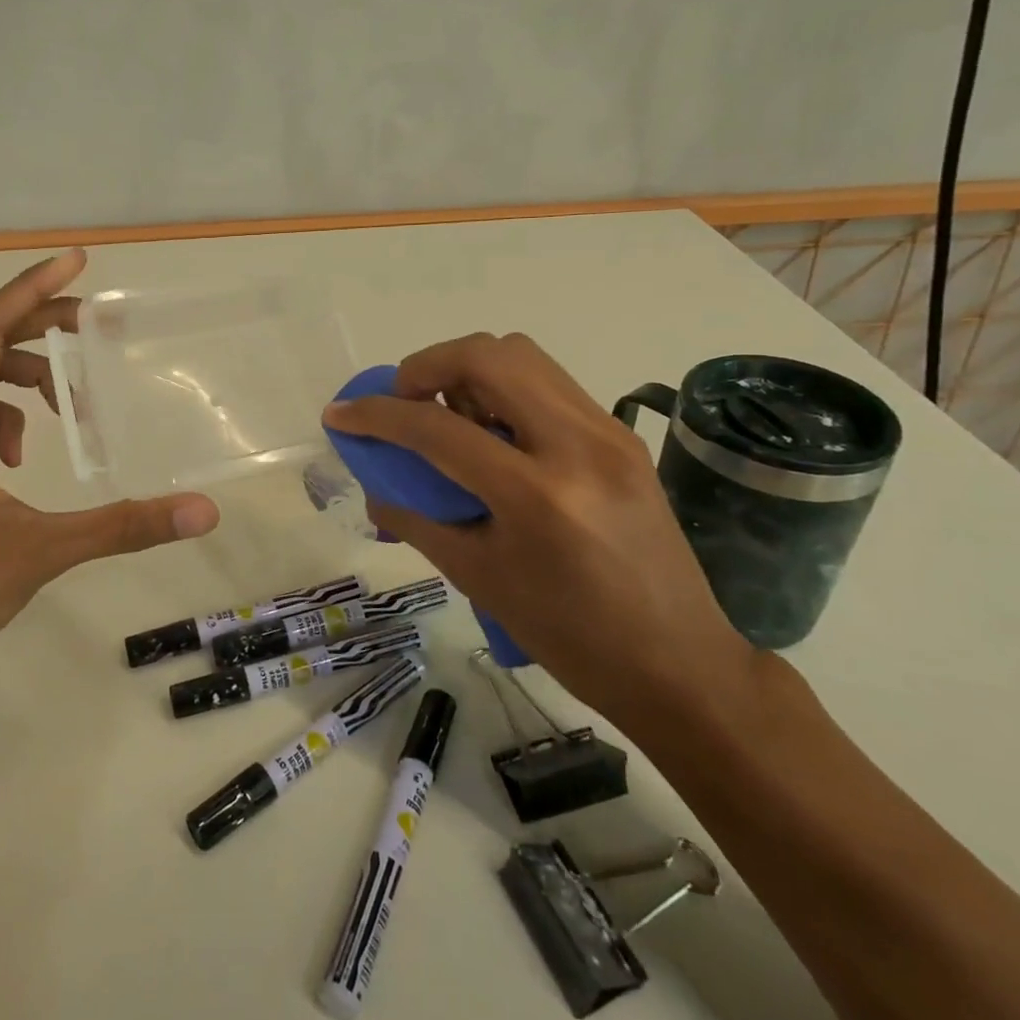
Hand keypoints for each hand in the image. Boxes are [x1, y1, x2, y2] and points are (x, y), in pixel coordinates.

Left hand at [0, 249, 219, 700]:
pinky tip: (20, 459)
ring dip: (23, 379)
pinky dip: (1, 420)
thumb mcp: (39, 552)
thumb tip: (200, 511)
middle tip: (93, 324)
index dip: (33, 287)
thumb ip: (121, 526)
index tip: (78, 261)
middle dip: (39, 326)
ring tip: (68, 408)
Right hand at [322, 332, 754, 734]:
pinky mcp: (622, 435)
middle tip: (404, 402)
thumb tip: (376, 487)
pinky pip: (549, 383)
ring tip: (446, 412)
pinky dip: (505, 388)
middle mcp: (576, 445)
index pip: (437, 427)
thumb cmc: (570, 637)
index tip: (341, 413)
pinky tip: (492, 432)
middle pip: (486, 355)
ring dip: (468, 369)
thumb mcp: (479, 580)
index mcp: (535, 495)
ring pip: (522, 355)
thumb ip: (417, 520)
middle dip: (426, 366)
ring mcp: (607, 433)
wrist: (679, 664)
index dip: (376, 414)